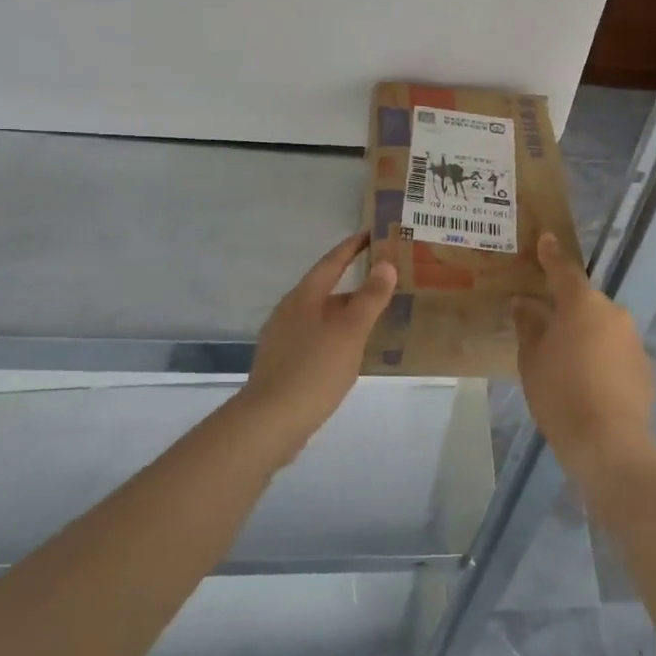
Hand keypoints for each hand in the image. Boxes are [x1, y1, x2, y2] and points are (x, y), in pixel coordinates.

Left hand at [238, 233, 396, 463]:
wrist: (270, 422)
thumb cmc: (314, 369)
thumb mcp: (350, 331)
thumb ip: (370, 298)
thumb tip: (386, 264)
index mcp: (303, 297)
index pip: (331, 262)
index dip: (352, 247)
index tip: (372, 234)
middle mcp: (289, 312)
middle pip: (326, 289)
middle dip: (354, 284)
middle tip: (386, 281)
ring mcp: (283, 339)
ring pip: (322, 316)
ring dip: (347, 313)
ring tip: (376, 317)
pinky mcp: (283, 364)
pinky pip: (316, 338)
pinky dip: (337, 336)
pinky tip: (352, 351)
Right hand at [511, 233, 655, 488]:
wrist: (608, 443)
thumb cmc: (560, 395)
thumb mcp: (531, 360)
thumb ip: (528, 326)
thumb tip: (524, 304)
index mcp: (582, 304)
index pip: (564, 270)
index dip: (552, 255)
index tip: (546, 238)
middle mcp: (614, 313)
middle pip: (586, 302)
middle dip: (568, 310)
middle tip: (547, 327)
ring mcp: (634, 339)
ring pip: (604, 327)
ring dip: (587, 335)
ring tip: (568, 362)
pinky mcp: (646, 366)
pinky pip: (617, 351)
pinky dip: (604, 357)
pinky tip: (591, 382)